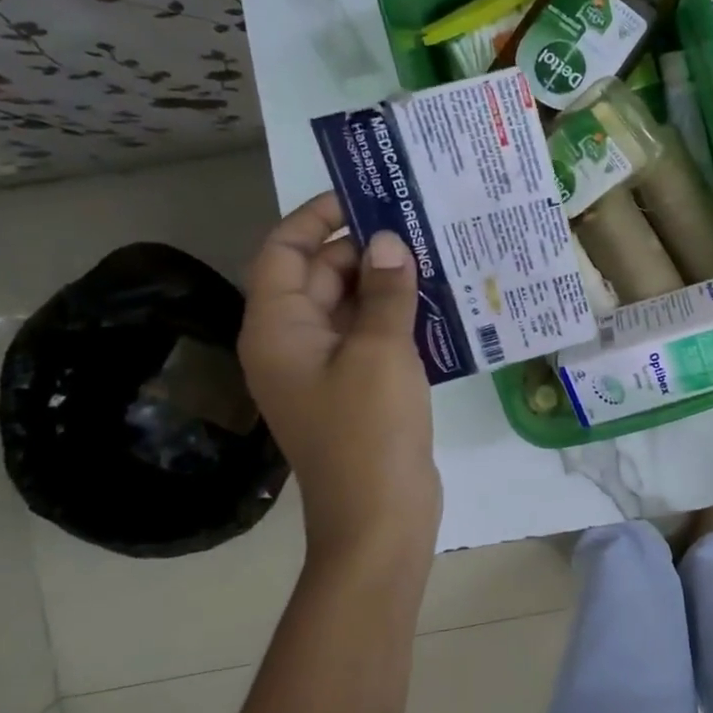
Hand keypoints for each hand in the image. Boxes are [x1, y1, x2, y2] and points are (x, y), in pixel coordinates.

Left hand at [239, 193, 440, 576]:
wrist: (378, 517)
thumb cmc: (369, 429)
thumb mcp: (380, 350)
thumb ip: (384, 291)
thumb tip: (388, 242)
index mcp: (277, 328)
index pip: (284, 251)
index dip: (316, 217)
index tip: (363, 195)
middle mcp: (291, 343)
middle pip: (318, 276)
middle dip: (362, 248)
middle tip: (416, 223)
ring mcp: (322, 369)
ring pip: (348, 307)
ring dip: (383, 282)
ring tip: (432, 254)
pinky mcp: (352, 389)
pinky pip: (367, 337)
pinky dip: (393, 316)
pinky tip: (436, 303)